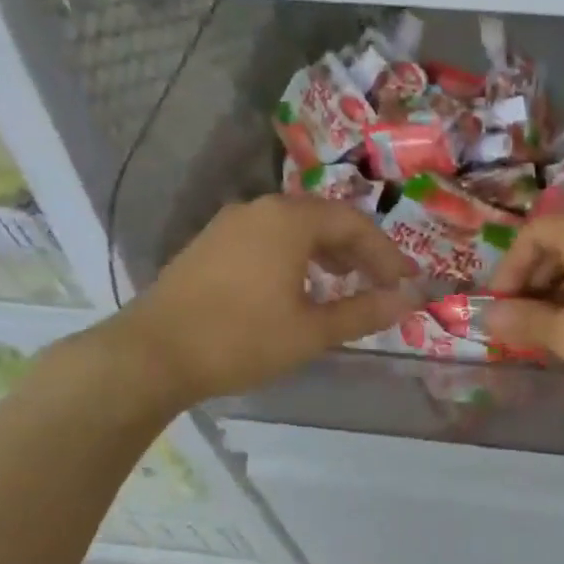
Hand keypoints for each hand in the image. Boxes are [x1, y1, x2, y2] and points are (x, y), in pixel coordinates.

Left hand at [105, 195, 417, 403]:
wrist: (153, 354)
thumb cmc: (242, 340)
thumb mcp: (313, 331)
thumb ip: (365, 312)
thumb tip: (410, 300)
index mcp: (289, 221)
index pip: (354, 224)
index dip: (387, 254)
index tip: (407, 283)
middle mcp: (260, 210)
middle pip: (324, 220)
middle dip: (359, 251)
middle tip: (382, 283)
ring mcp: (230, 224)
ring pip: (295, 228)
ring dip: (328, 253)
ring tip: (346, 284)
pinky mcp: (211, 244)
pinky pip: (269, 239)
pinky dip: (297, 257)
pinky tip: (299, 287)